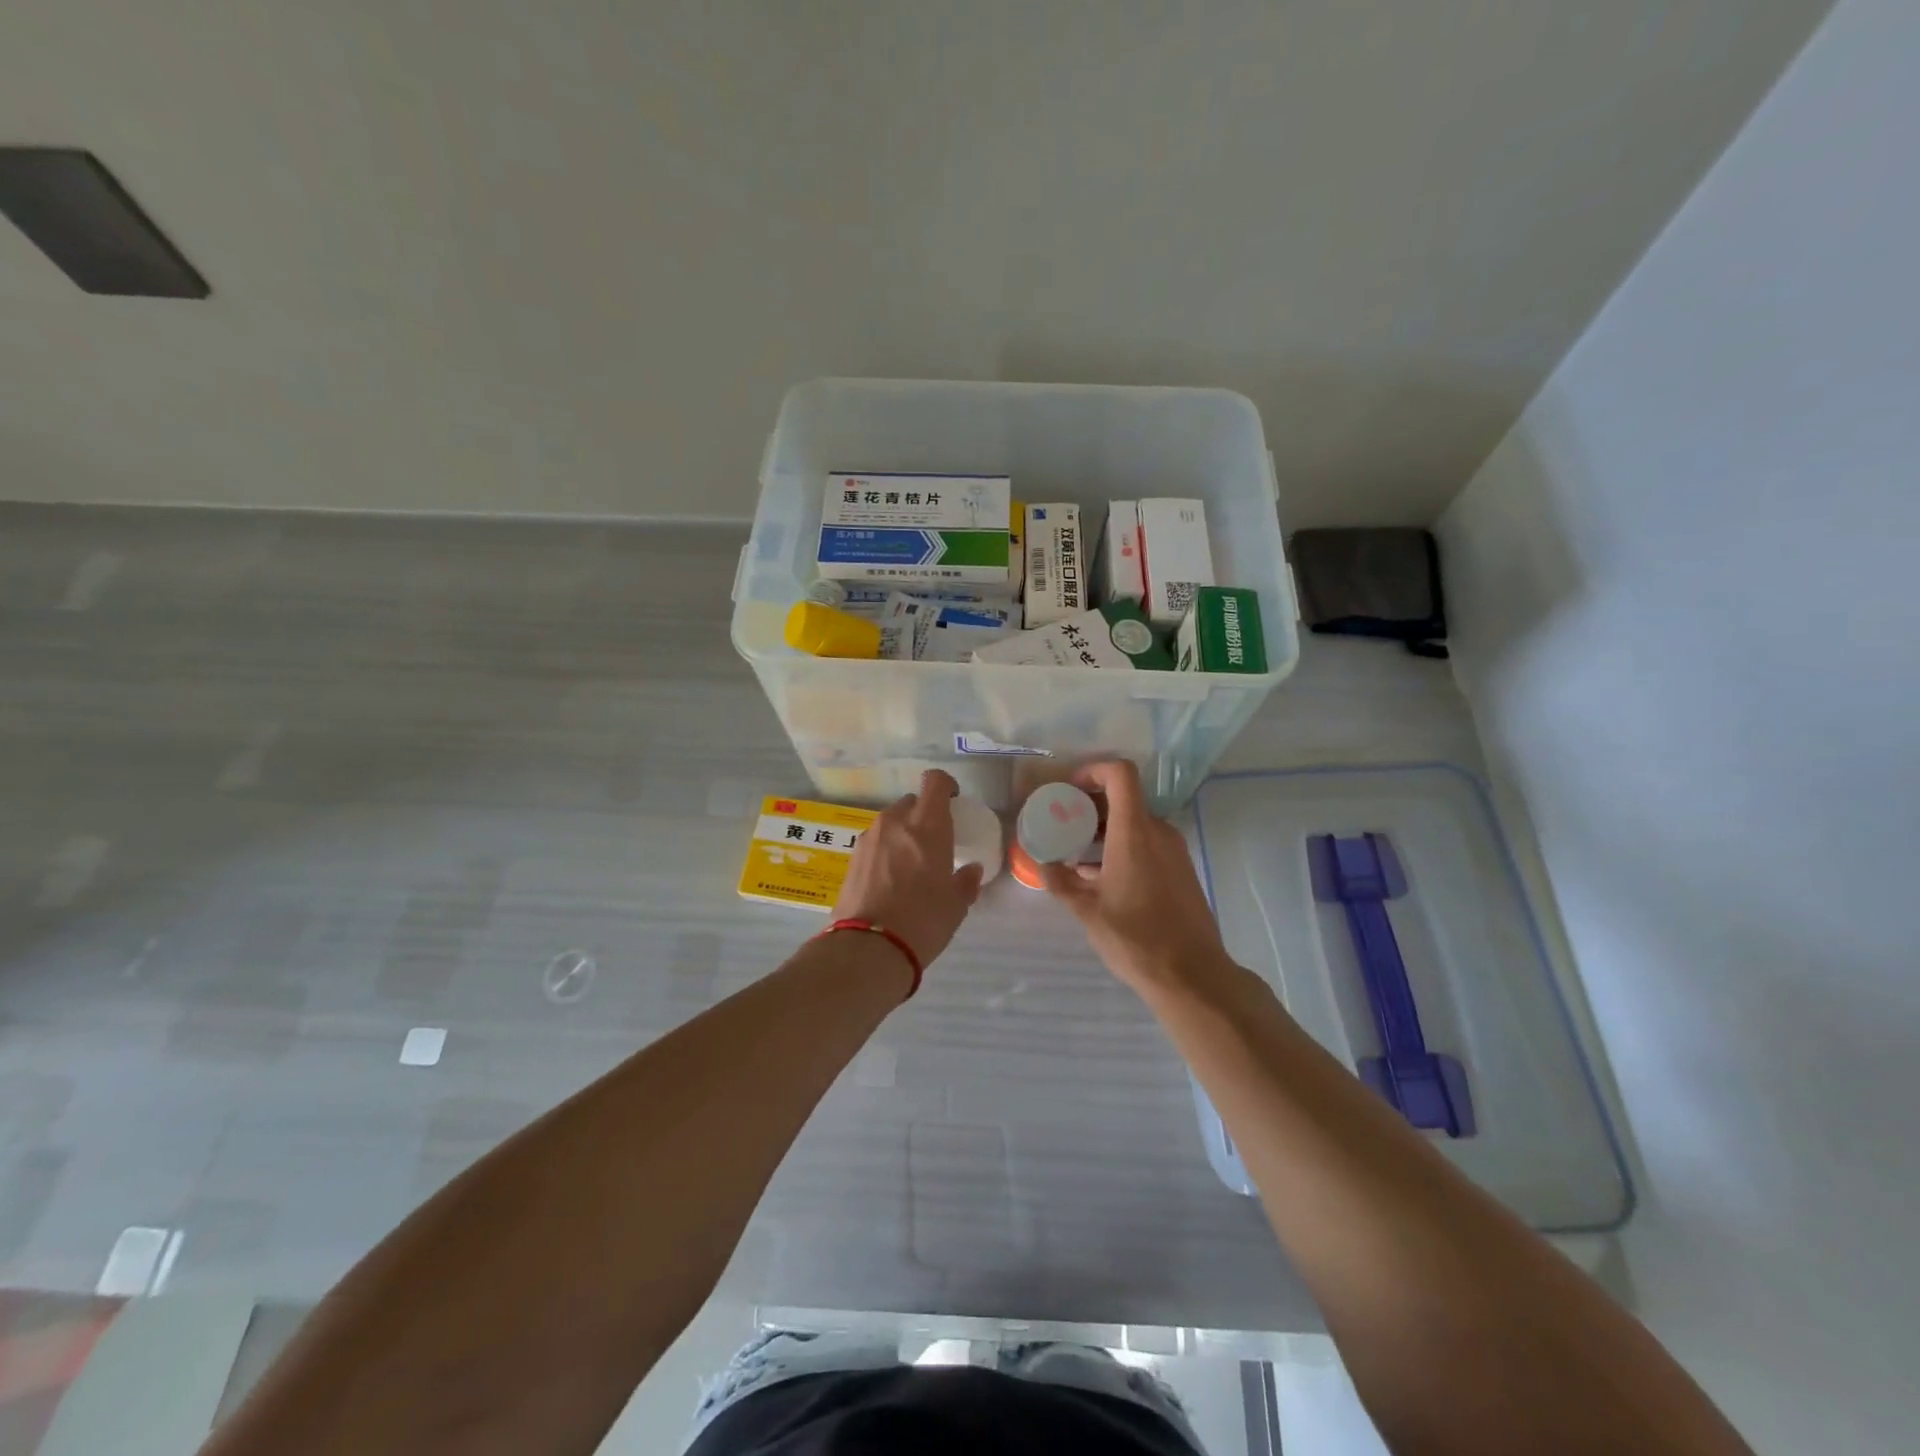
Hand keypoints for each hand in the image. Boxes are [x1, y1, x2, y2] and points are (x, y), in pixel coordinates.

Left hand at [834, 769, 984, 968]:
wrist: (868, 949)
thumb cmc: (923, 921)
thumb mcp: (956, 905)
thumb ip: (965, 881)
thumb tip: (971, 870)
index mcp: (927, 825)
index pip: (934, 782)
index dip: (945, 786)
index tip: (952, 801)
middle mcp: (895, 821)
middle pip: (911, 802)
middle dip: (923, 815)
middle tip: (932, 842)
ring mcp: (869, 838)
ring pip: (890, 822)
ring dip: (902, 833)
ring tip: (909, 864)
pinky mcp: (851, 857)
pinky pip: (874, 842)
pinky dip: (884, 850)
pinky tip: (889, 879)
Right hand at [1038, 760, 1232, 993]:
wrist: (1192, 975)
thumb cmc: (1136, 939)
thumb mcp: (1087, 911)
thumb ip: (1061, 882)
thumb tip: (1043, 864)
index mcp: (1134, 832)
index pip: (1120, 774)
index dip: (1094, 770)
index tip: (1069, 789)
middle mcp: (1158, 832)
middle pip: (1125, 798)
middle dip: (1091, 805)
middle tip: (1063, 824)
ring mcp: (1175, 851)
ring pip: (1136, 823)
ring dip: (1106, 829)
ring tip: (1077, 854)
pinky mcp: (1181, 870)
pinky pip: (1148, 843)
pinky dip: (1123, 846)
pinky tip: (1103, 877)